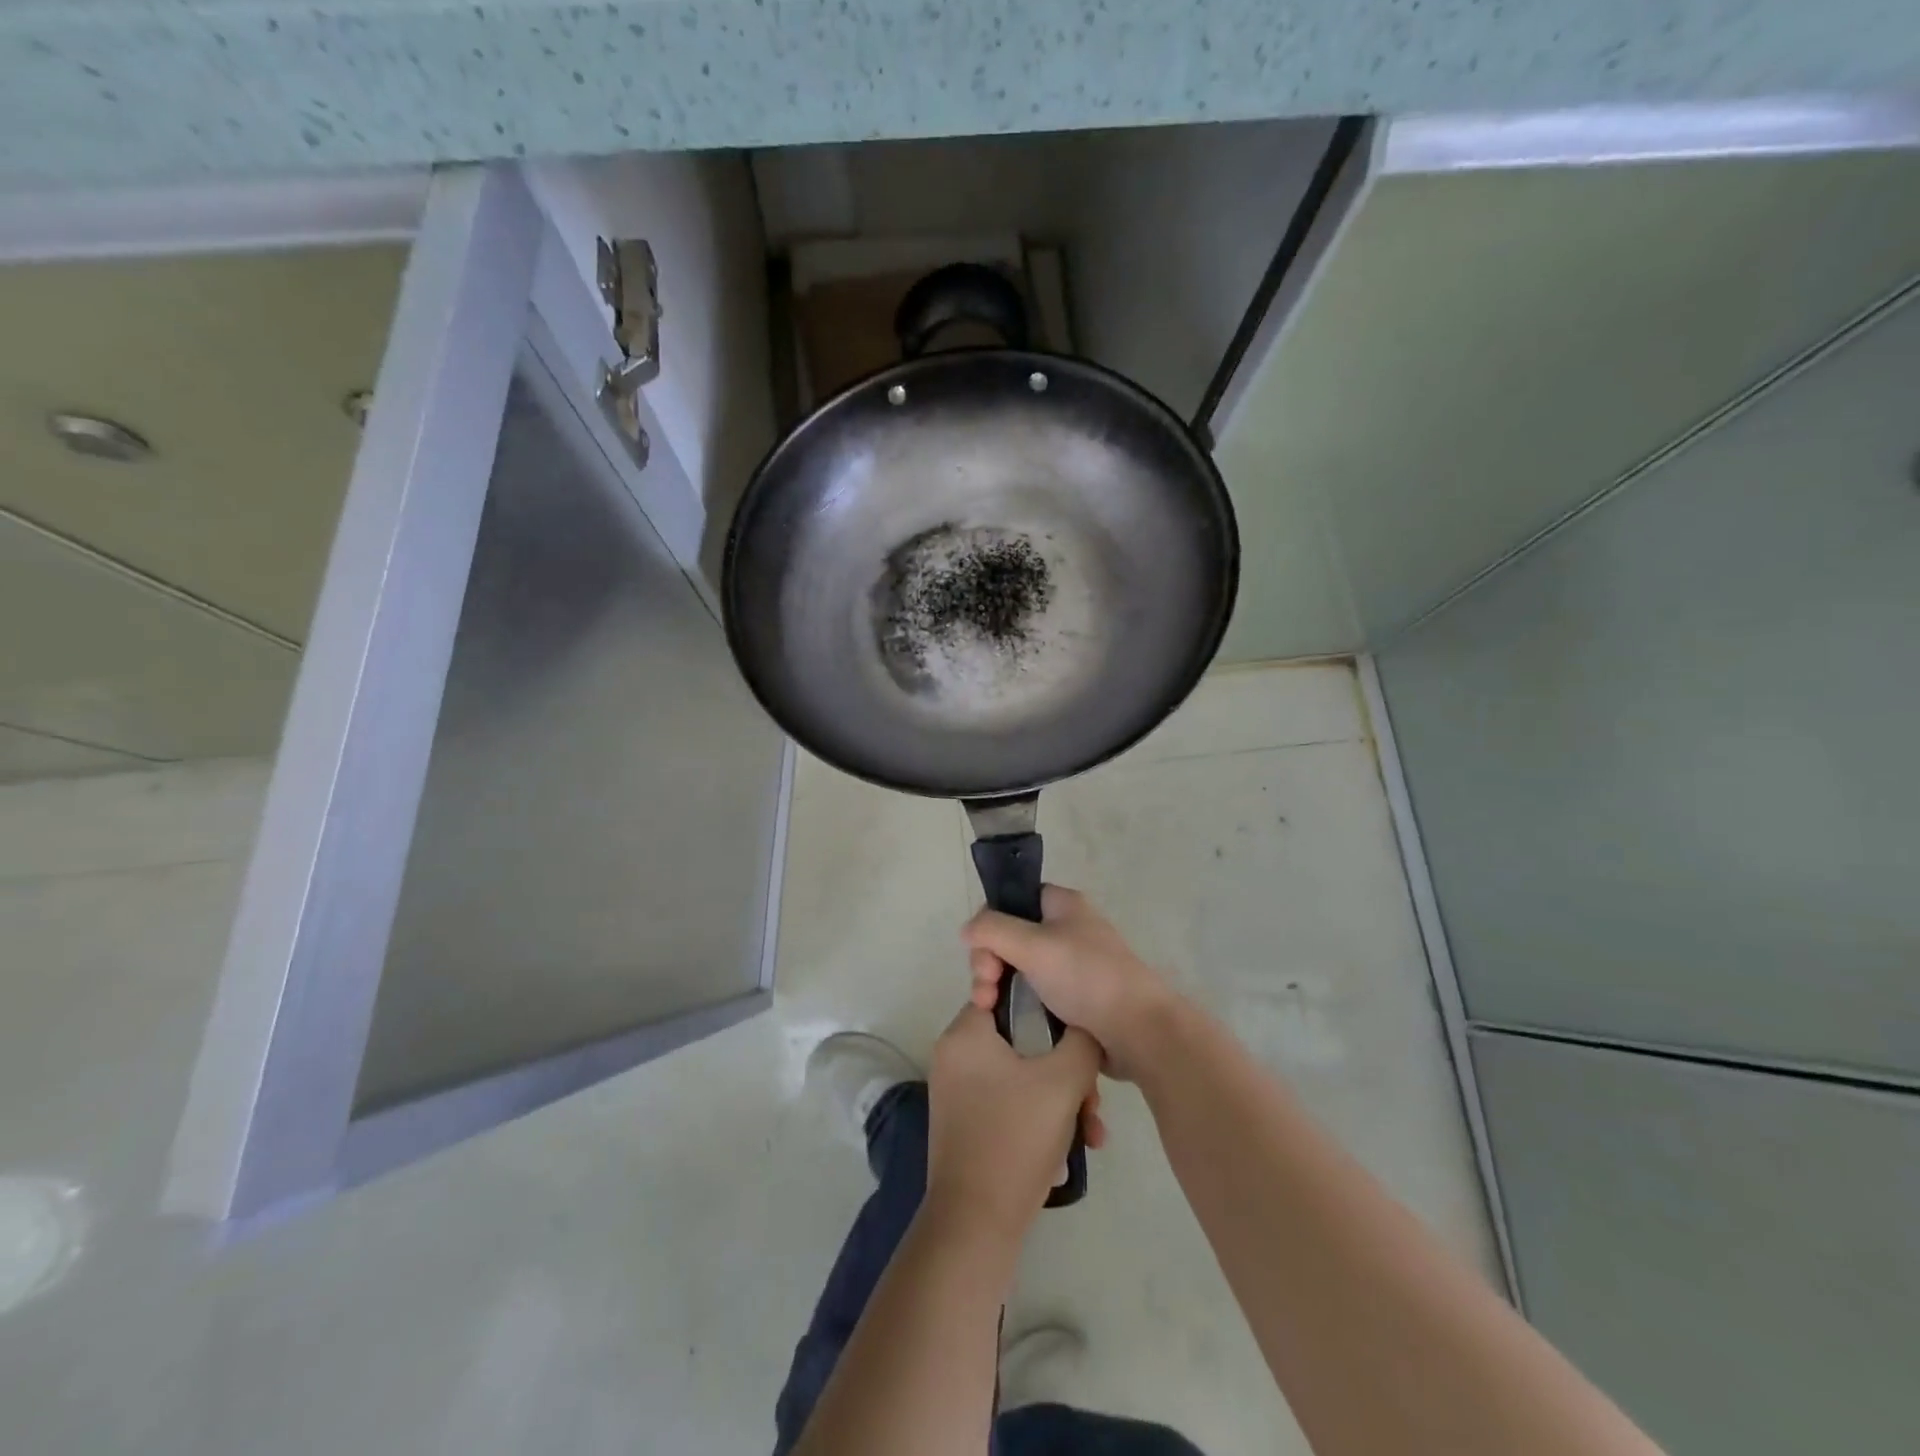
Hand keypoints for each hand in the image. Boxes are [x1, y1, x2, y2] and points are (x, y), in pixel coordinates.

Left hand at [925, 1005, 1101, 1237]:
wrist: (977, 1222)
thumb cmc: (1016, 1136)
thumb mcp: (1063, 1081)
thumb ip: (1082, 1041)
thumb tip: (1086, 1027)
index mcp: (965, 1034)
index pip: (1007, 994)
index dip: (1046, 1007)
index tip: (1075, 1031)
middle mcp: (954, 1056)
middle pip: (1021, 1042)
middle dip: (1065, 1070)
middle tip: (1092, 1100)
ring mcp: (957, 1093)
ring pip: (1020, 1077)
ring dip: (1060, 1101)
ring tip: (1090, 1134)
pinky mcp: (965, 1124)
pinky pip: (1009, 1103)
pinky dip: (1038, 1119)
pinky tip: (1067, 1152)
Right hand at [963, 886, 1177, 1080]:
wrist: (1138, 1030)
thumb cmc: (1086, 977)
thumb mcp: (1033, 945)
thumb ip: (992, 929)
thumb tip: (966, 929)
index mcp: (1061, 905)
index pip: (1012, 900)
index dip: (991, 924)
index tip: (985, 956)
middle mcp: (1065, 929)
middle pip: (1009, 937)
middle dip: (989, 962)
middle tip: (985, 990)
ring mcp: (1069, 965)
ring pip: (1018, 968)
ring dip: (997, 986)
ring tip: (989, 1010)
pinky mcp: (1072, 997)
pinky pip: (1033, 993)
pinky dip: (1016, 1004)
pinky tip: (1004, 1021)